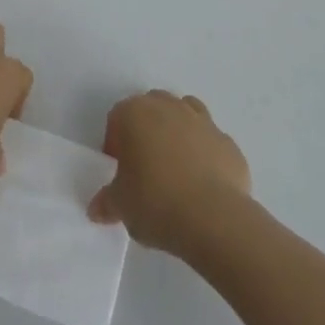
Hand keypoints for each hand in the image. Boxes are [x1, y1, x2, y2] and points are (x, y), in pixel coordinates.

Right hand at [88, 90, 251, 257]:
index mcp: (135, 113)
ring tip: (175, 170)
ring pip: (184, 113)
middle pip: (151, 108)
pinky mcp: (228, 142)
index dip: (115, 144)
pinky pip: (210, 141)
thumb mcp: (121, 206)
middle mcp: (168, 107)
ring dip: (177, 132)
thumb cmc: (155, 202)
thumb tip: (97, 208)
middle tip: (145, 168)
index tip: (119, 173)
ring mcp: (202, 120)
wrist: (213, 218)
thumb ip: (107, 202)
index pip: (117, 118)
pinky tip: (202, 184)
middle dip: (146, 131)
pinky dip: (204, 154)